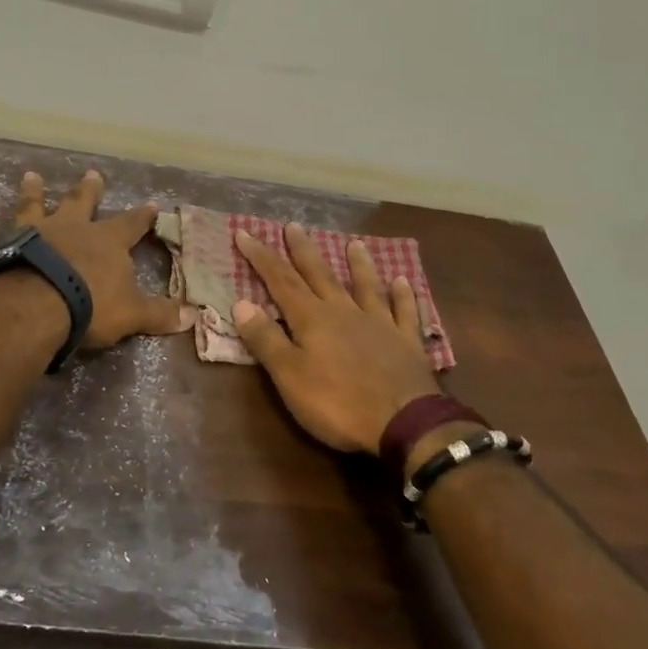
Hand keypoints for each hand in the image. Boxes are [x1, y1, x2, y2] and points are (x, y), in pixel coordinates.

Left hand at [0, 170, 194, 350]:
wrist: (35, 306)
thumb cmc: (89, 307)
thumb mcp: (132, 314)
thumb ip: (159, 314)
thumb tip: (193, 316)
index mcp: (104, 242)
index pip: (130, 225)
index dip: (142, 217)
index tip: (152, 205)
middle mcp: (69, 228)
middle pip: (81, 204)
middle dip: (88, 190)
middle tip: (91, 174)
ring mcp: (31, 232)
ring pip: (32, 207)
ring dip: (31, 192)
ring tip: (30, 175)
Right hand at [232, 224, 439, 453]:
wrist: (404, 423)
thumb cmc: (338, 403)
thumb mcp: (289, 376)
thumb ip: (266, 339)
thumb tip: (241, 303)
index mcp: (312, 319)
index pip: (280, 281)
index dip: (261, 257)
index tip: (244, 233)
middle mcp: (344, 311)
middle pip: (320, 275)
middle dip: (303, 250)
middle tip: (294, 225)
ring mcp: (379, 324)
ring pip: (365, 286)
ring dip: (358, 264)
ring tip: (353, 243)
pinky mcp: (406, 342)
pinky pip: (404, 310)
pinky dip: (403, 294)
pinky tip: (403, 280)